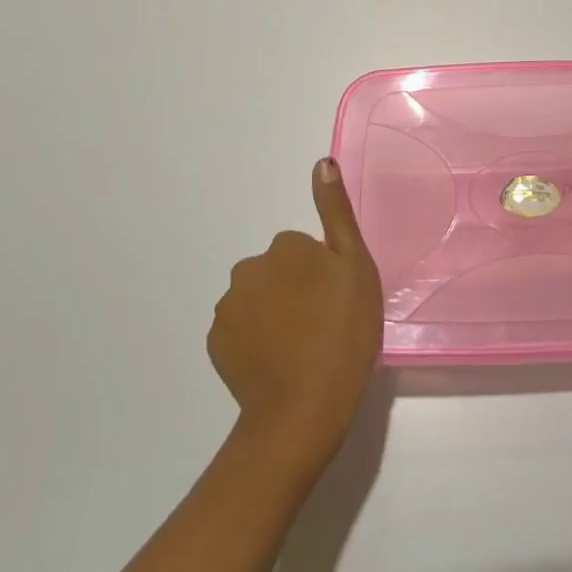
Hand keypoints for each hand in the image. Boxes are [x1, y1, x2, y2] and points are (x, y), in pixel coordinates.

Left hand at [207, 158, 382, 467]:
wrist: (304, 408)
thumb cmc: (343, 333)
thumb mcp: (355, 267)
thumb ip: (336, 212)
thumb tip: (322, 162)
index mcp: (285, 246)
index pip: (304, 248)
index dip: (323, 273)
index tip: (336, 300)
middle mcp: (249, 267)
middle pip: (277, 270)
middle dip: (294, 287)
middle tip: (321, 324)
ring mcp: (228, 307)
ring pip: (257, 297)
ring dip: (274, 312)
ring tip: (300, 347)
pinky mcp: (216, 341)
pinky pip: (240, 328)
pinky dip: (255, 338)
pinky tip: (276, 361)